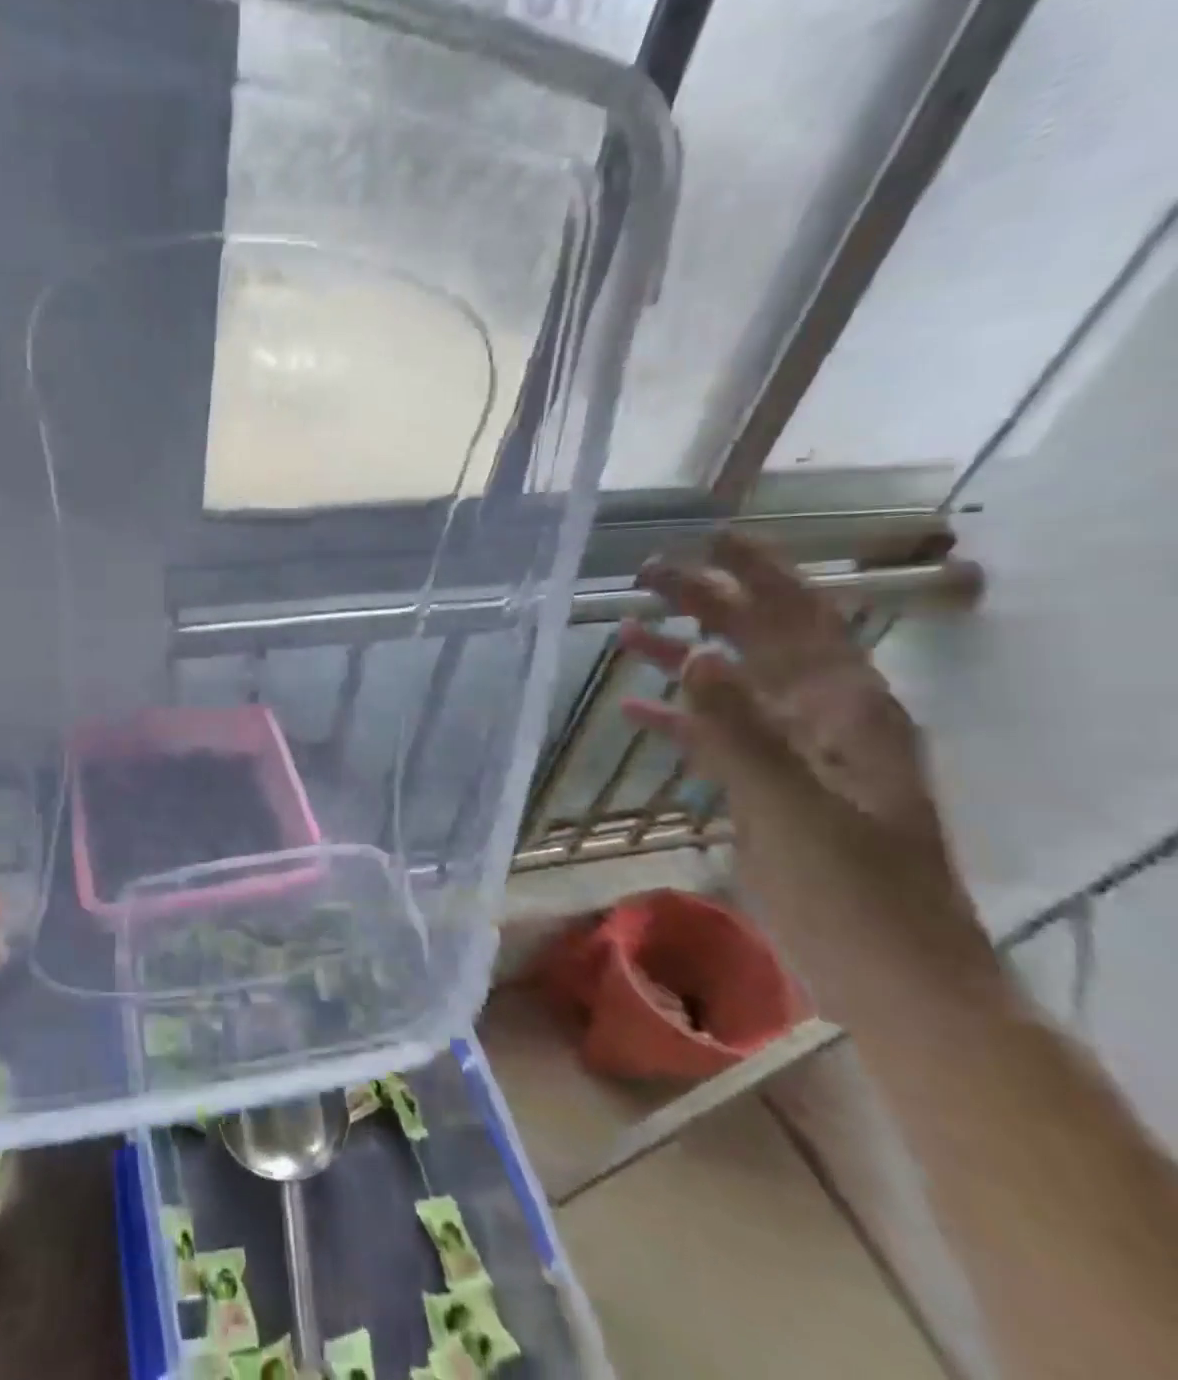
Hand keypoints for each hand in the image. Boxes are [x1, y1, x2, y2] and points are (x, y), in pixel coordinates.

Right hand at [618, 534, 995, 1015]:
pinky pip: (714, 737)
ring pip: (731, 686)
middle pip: (759, 642)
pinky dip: (676, 719)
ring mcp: (793, 754)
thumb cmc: (857, 891)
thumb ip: (743, 732)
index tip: (713, 538)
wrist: (890, 976)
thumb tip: (695, 658)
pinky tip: (633, 708)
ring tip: (625, 628)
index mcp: (848, 711)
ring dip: (682, 655)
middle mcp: (823, 719)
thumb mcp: (797, 808)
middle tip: (648, 574)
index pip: (802, 619)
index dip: (761, 573)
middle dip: (708, 603)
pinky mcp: (765, 788)